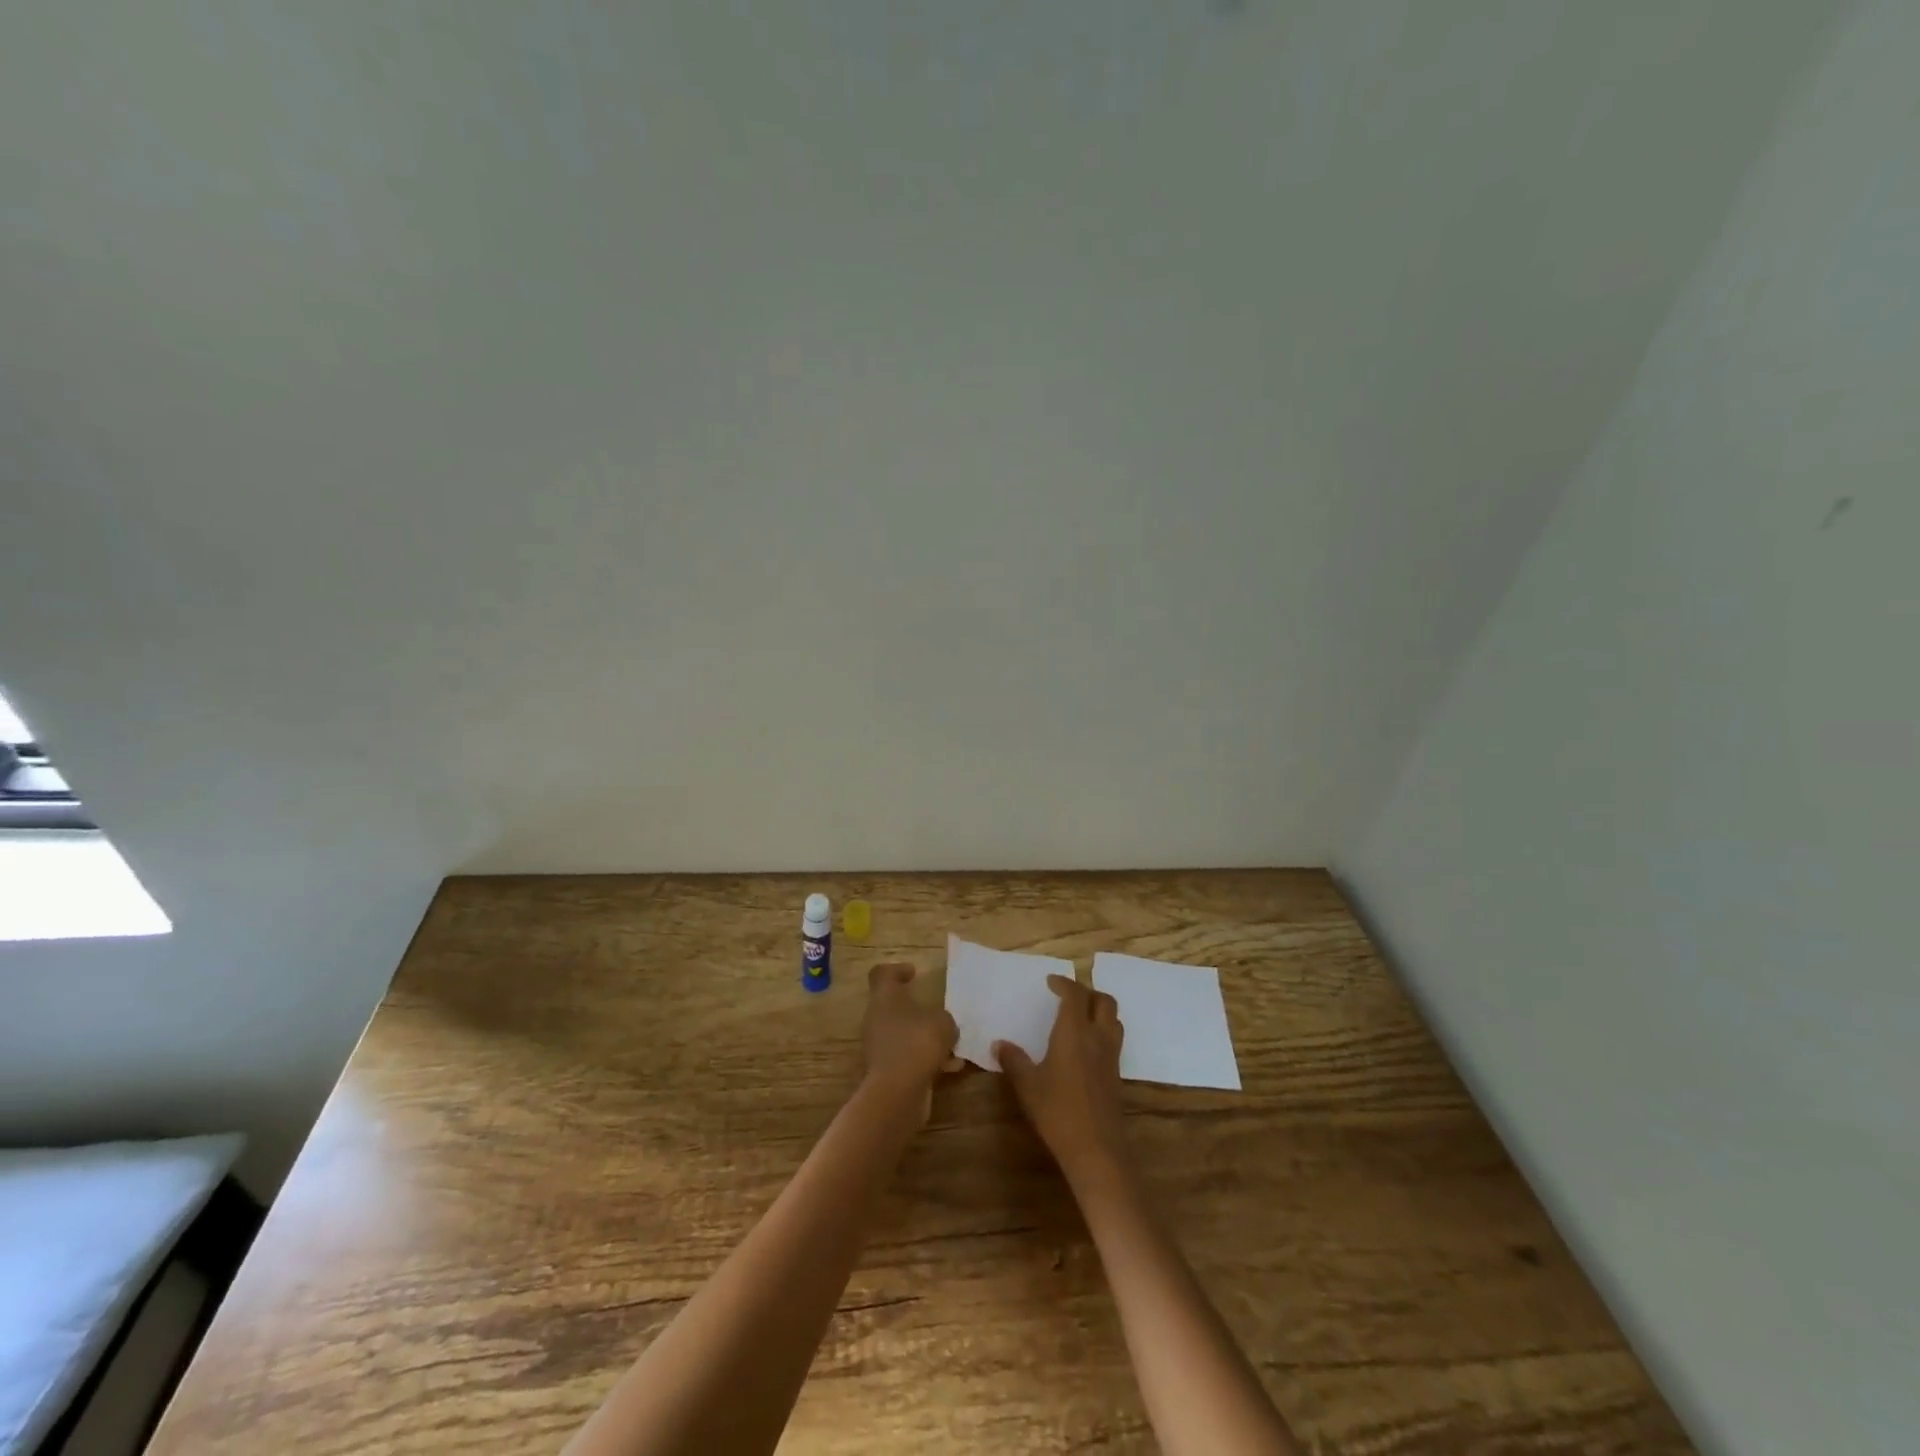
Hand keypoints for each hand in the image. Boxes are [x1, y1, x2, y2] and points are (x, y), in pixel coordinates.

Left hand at [862, 963, 960, 1116]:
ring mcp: (879, 1045)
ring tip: (953, 1044)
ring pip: (904, 1033)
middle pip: (894, 1005)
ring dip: (925, 1036)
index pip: (882, 974)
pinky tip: (951, 1068)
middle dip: (917, 1009)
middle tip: (939, 1011)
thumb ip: (944, 1018)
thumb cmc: (918, 1043)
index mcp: (885, 997)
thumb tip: (942, 1024)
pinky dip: (926, 1059)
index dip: (897, 970)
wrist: (897, 1092)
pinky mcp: (886, 1070)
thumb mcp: (943, 1022)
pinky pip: (908, 1056)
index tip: (914, 973)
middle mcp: (877, 1018)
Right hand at [996, 975, 1130, 1187]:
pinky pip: (1114, 1040)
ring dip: (1099, 1010)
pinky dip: (1103, 1031)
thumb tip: (999, 1044)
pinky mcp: (1117, 1075)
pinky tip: (1086, 1047)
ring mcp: (1111, 1056)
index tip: (1050, 982)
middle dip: (1087, 992)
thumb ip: (1014, 1061)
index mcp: (1074, 1032)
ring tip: (1080, 1017)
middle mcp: (1097, 1037)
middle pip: (1103, 1001)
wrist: (1096, 1149)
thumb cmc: (1058, 1111)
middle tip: (1068, 996)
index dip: (1064, 983)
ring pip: (1114, 1019)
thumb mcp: (1027, 1085)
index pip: (1075, 994)